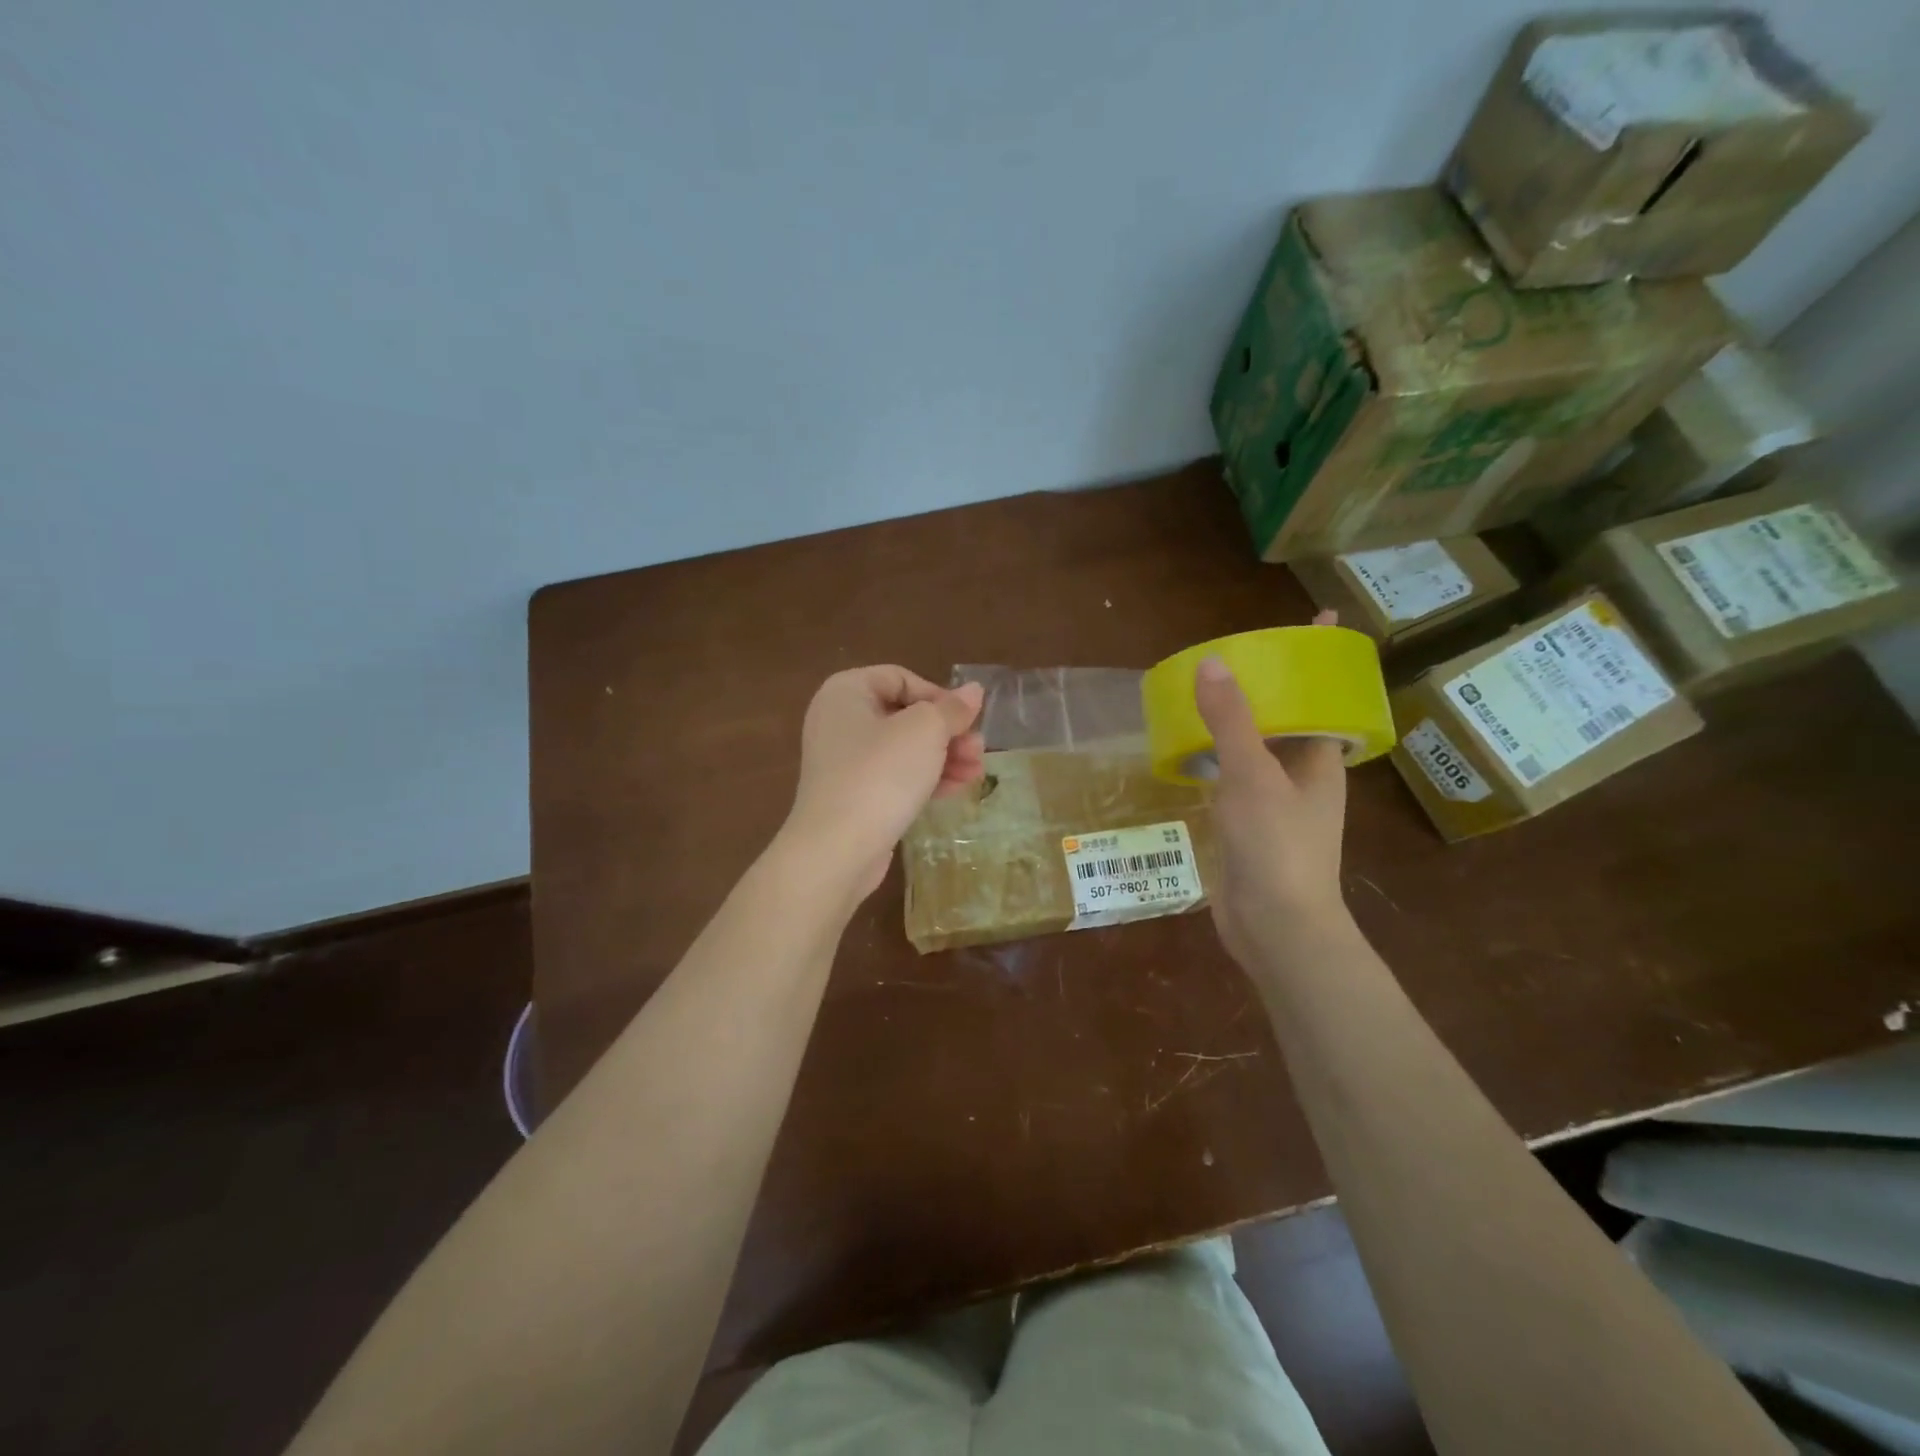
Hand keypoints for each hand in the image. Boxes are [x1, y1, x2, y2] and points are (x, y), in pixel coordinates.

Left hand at [783, 666, 985, 896]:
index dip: (938, 696)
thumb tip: (974, 691)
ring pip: (904, 749)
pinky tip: (957, 788)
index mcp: (846, 691)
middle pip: (904, 715)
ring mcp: (844, 761)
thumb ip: (952, 709)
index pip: (901, 679)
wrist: (838, 848)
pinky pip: (894, 777)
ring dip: (944, 756)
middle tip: (979, 748)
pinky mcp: (853, 795)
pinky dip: (925, 778)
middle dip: (947, 732)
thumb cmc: (881, 774)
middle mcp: (839, 720)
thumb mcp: (925, 731)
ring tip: (977, 772)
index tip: (966, 720)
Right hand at [1193, 625, 1352, 967]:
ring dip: (1240, 724)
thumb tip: (1212, 663)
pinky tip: (1190, 751)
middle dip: (1272, 688)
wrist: (1275, 928)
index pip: (1326, 697)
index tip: (1319, 621)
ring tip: (1208, 693)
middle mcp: (1303, 779)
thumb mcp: (1253, 776)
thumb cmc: (1277, 846)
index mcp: (1320, 761)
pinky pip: (1235, 781)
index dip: (1322, 661)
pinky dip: (1218, 760)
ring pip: (1259, 752)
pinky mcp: (1249, 829)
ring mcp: (1275, 806)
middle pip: (1291, 721)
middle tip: (1240, 653)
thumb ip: (1232, 721)